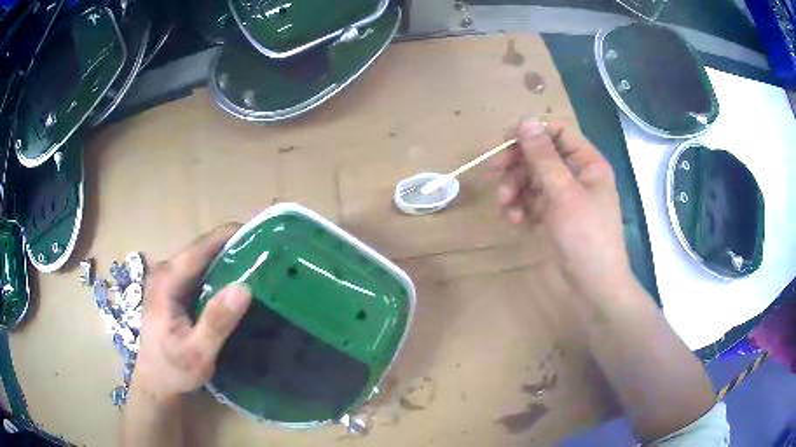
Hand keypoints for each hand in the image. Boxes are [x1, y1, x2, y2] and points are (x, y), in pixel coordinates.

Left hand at [131, 223, 252, 402]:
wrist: (156, 382)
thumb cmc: (174, 370)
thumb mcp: (197, 352)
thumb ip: (216, 321)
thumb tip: (245, 288)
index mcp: (167, 280)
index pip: (202, 247)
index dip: (232, 236)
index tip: (265, 235)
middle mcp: (167, 271)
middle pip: (204, 248)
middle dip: (236, 247)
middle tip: (270, 255)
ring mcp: (171, 279)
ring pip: (205, 259)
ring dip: (231, 259)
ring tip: (263, 266)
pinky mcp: (177, 289)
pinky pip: (203, 272)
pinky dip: (223, 273)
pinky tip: (242, 283)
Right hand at [492, 118, 632, 296]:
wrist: (594, 287)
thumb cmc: (586, 236)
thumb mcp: (563, 193)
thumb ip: (543, 157)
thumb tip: (526, 120)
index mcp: (587, 163)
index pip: (557, 133)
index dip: (531, 134)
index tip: (505, 144)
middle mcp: (576, 175)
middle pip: (540, 156)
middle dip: (517, 165)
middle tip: (493, 173)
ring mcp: (564, 197)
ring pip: (532, 179)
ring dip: (515, 189)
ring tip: (506, 207)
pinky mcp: (553, 217)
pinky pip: (532, 202)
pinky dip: (521, 208)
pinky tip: (515, 221)